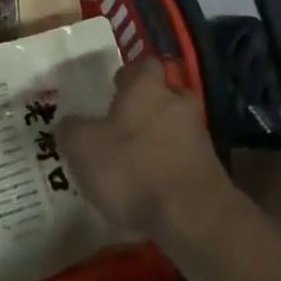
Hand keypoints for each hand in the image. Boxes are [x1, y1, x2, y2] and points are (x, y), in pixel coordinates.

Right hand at [57, 56, 229, 237]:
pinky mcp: (210, 169)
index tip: (115, 86)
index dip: (129, 73)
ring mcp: (198, 137)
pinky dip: (168, 166)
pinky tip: (150, 188)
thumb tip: (70, 122)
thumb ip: (72, 129)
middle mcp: (177, 104)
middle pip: (164, 94)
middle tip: (122, 124)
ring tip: (133, 161)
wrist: (191, 216)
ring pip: (175, 127)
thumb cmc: (131, 168)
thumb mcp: (82, 147)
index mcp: (147, 89)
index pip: (144, 64)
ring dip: (158, 139)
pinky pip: (182, 158)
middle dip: (147, 106)